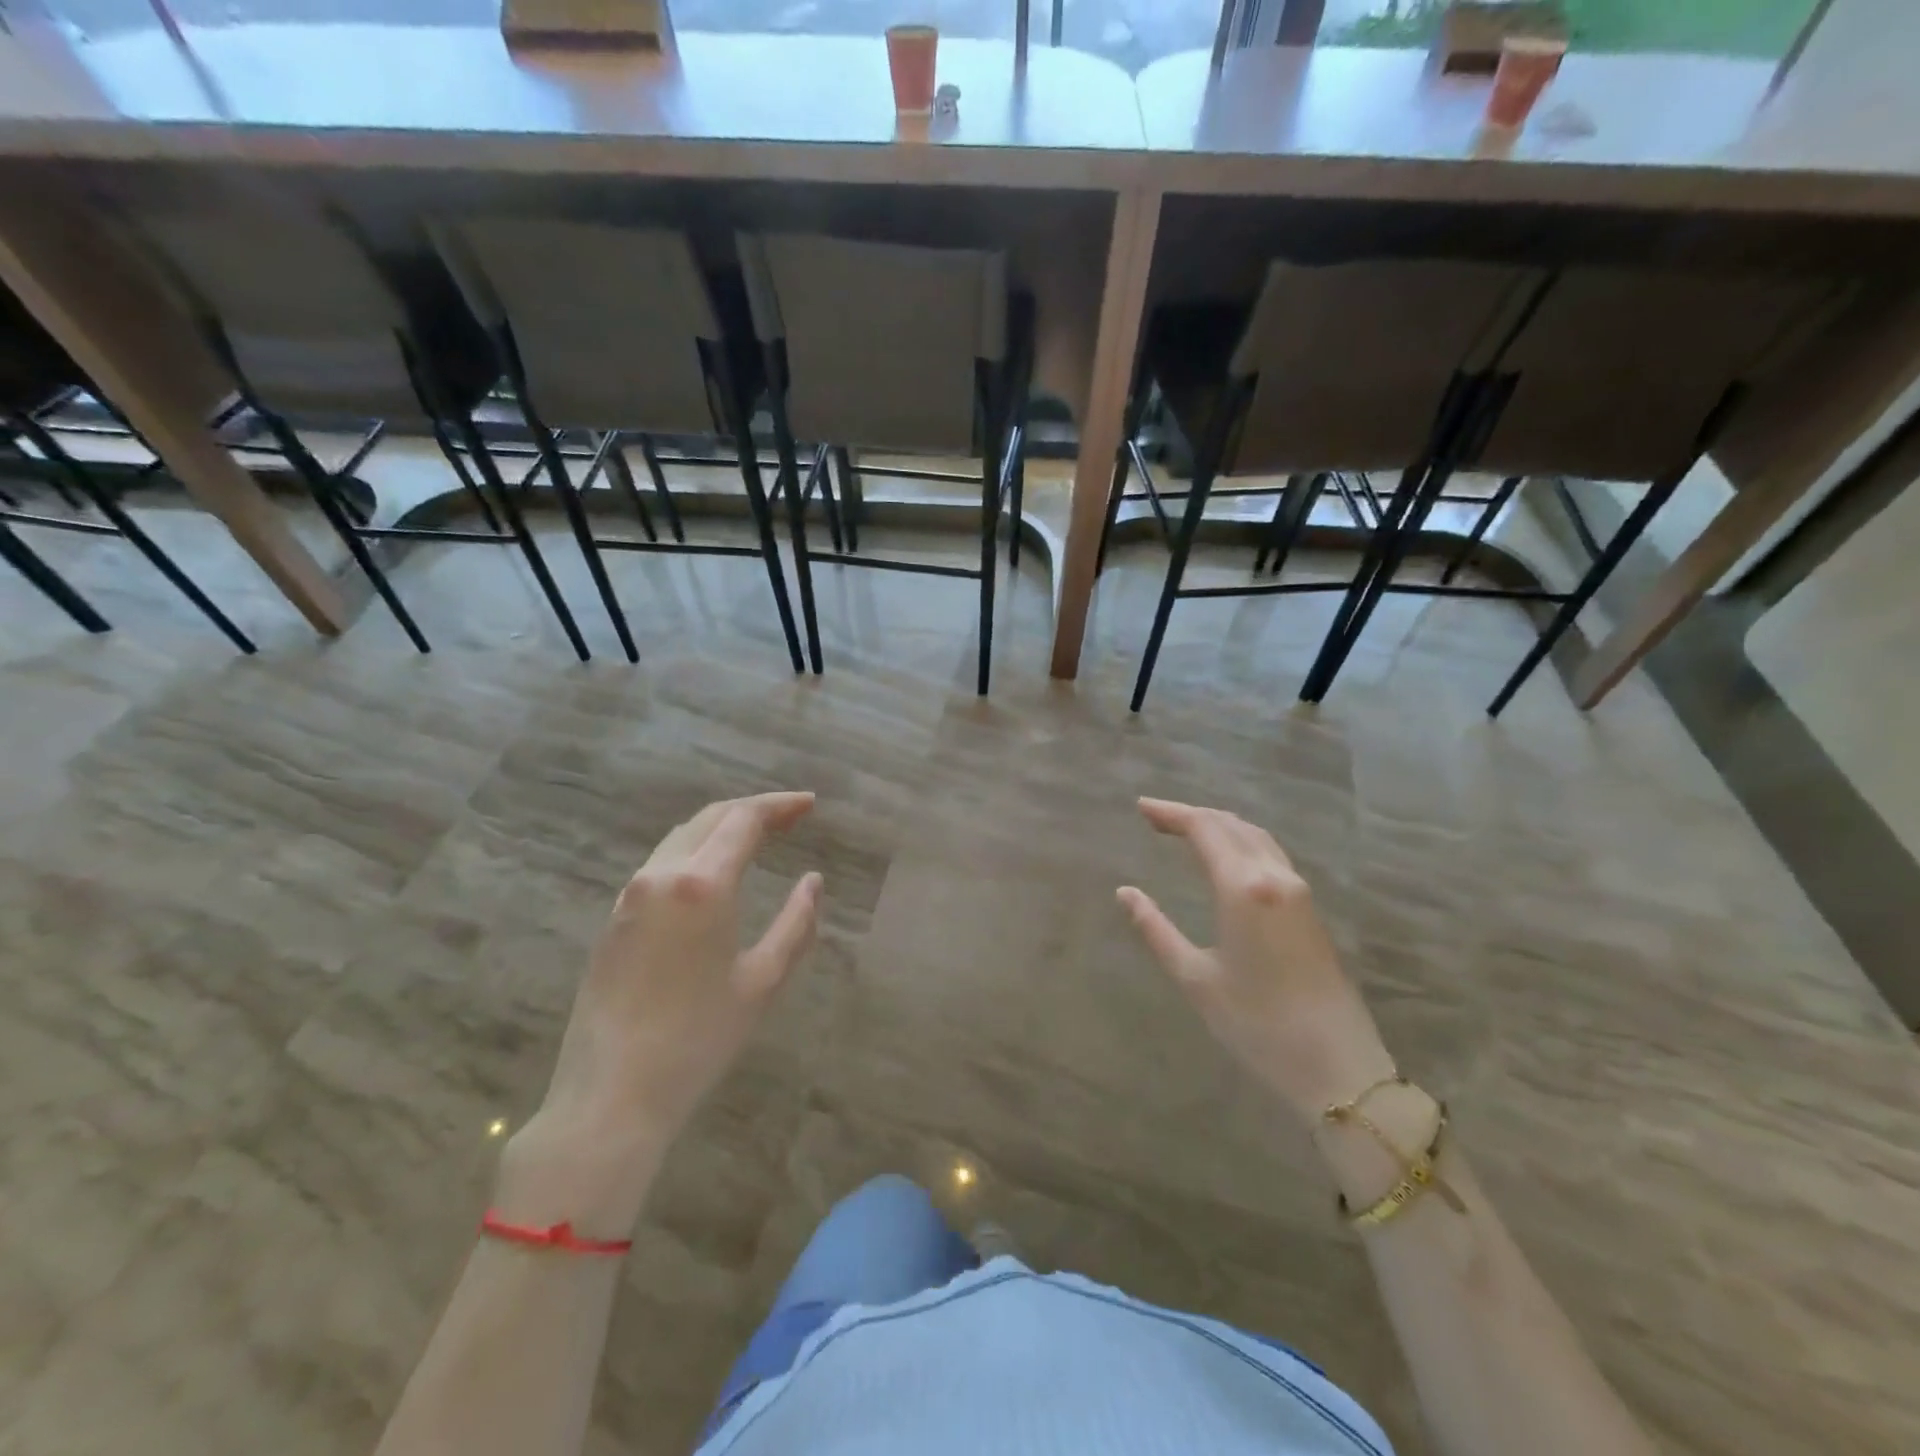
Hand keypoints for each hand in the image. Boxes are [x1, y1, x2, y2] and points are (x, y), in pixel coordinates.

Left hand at [501, 792, 821, 1232]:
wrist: (611, 1095)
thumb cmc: (698, 1040)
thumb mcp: (762, 982)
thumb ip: (796, 923)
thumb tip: (813, 881)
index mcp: (702, 884)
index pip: (744, 820)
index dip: (780, 805)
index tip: (811, 804)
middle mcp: (661, 875)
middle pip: (710, 818)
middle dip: (753, 810)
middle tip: (791, 817)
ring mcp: (630, 895)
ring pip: (681, 837)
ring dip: (721, 827)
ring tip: (758, 837)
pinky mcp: (614, 918)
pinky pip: (661, 863)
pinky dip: (696, 850)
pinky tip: (713, 871)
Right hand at [1118, 797, 1395, 1124]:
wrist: (1338, 1068)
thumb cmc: (1257, 1025)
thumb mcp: (1195, 979)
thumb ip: (1155, 929)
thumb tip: (1125, 893)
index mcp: (1243, 888)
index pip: (1204, 828)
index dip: (1171, 813)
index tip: (1141, 808)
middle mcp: (1274, 877)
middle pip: (1231, 824)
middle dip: (1192, 814)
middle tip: (1156, 817)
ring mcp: (1298, 891)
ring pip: (1255, 836)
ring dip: (1219, 824)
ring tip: (1186, 829)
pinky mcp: (1310, 909)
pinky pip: (1270, 854)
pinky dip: (1241, 841)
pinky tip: (1226, 856)